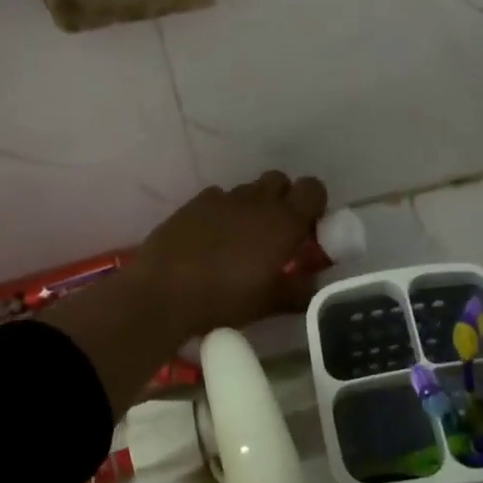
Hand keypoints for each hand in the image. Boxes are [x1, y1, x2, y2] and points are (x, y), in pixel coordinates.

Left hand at [41, 171, 326, 414]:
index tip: (308, 227)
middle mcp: (257, 200)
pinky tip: (212, 238)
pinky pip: (219, 198)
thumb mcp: (269, 302)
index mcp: (284, 221)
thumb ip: (300, 290)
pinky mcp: (195, 202)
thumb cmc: (224, 300)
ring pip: (249, 189)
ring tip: (241, 238)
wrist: (163, 292)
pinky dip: (223, 211)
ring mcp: (224, 197)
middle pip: (280, 180)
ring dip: (253, 206)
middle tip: (276, 232)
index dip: (314, 203)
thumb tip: (319, 286)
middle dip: (283, 199)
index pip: (313, 188)